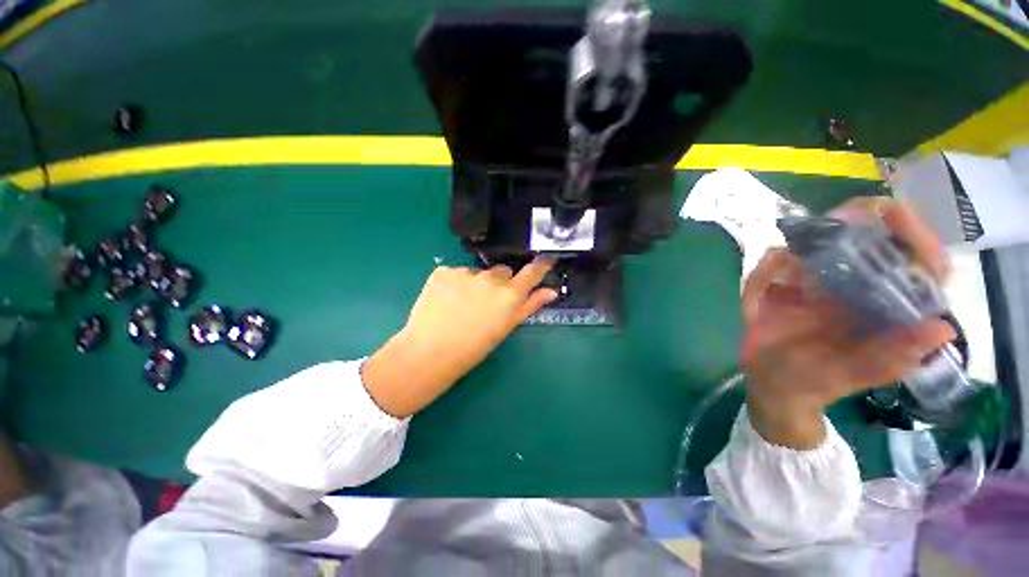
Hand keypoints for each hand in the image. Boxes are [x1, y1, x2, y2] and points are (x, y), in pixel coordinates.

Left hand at [362, 258, 557, 417]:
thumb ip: (530, 306)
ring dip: (475, 283)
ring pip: (478, 272)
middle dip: (499, 282)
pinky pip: (455, 272)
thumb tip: (551, 291)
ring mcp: (465, 272)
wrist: (431, 352)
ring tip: (462, 305)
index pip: (532, 272)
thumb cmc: (474, 346)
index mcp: (510, 295)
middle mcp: (491, 278)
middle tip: (487, 303)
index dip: (541, 263)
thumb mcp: (506, 327)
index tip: (546, 257)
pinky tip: (446, 300)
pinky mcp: (443, 271)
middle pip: (502, 272)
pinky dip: (454, 283)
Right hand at [742, 198, 954, 448]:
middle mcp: (857, 291)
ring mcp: (816, 288)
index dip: (914, 235)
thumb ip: (891, 357)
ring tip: (812, 235)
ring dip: (818, 236)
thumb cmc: (813, 384)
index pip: (916, 266)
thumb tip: (942, 327)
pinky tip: (771, 269)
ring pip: (821, 248)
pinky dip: (770, 265)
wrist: (771, 384)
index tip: (893, 212)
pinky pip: (775, 267)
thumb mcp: (853, 376)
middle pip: (872, 243)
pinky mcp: (782, 290)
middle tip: (854, 210)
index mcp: (885, 310)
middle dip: (864, 221)